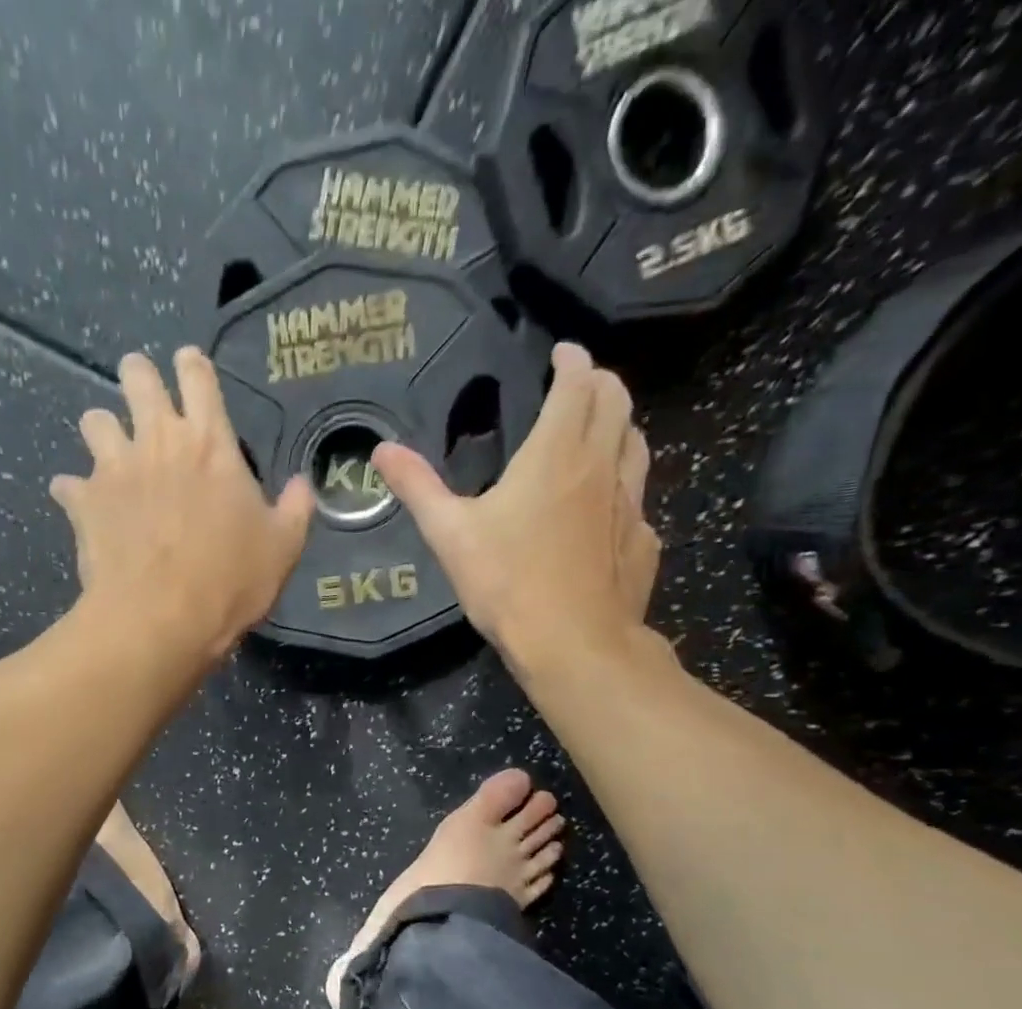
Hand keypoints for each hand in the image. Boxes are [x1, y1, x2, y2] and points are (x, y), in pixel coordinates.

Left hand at [51, 348, 315, 663]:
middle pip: (137, 377)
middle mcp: (158, 440)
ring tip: (110, 451)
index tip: (188, 364)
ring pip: (94, 420)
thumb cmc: (229, 582)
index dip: (192, 365)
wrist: (161, 619)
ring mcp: (114, 468)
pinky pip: (68, 484)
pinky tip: (82, 505)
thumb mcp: (282, 548)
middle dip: (138, 376)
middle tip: (142, 391)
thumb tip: (303, 484)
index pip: (198, 377)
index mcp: (210, 443)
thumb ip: (295, 509)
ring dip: (102, 430)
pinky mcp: (84, 502)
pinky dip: (74, 491)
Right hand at [370, 342, 661, 671]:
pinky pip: (637, 496)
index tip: (562, 352)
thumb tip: (381, 450)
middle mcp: (600, 467)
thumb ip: (417, 487)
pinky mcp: (641, 540)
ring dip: (619, 425)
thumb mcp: (450, 534)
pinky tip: (606, 505)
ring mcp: (629, 504)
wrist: (573, 643)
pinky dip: (623, 482)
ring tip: (599, 431)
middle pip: (618, 402)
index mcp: (555, 454)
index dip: (573, 360)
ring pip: (635, 444)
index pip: (578, 384)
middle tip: (581, 383)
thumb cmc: (508, 583)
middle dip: (602, 382)